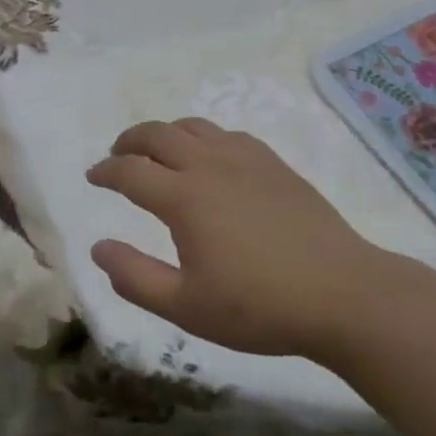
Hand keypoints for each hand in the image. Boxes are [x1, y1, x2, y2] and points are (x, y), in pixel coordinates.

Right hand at [87, 118, 388, 361]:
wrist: (342, 294)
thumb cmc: (259, 307)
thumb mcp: (187, 307)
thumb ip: (135, 278)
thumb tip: (98, 247)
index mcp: (183, 198)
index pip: (130, 171)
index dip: (106, 171)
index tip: (93, 177)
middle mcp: (209, 166)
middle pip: (157, 135)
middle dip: (130, 140)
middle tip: (117, 155)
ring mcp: (244, 159)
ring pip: (193, 127)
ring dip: (165, 133)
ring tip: (157, 150)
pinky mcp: (273, 163)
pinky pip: (227, 134)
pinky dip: (204, 137)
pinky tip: (210, 156)